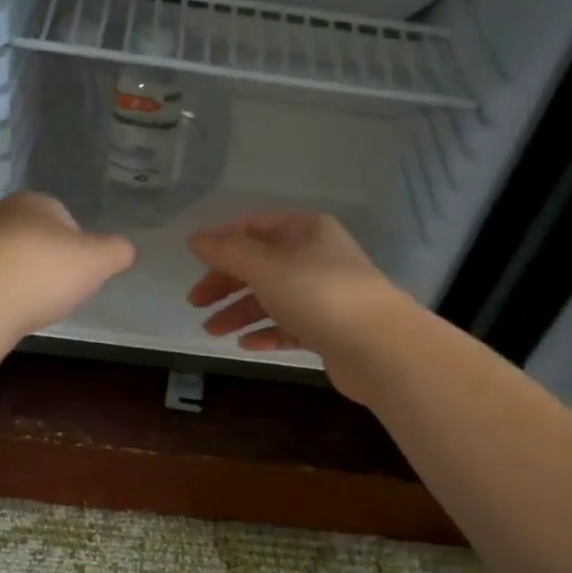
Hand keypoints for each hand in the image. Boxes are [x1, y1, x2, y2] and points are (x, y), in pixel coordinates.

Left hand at [0, 191, 135, 346]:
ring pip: (10, 258)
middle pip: (35, 237)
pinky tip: (11, 312)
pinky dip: (4, 294)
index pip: (64, 216)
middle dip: (49, 260)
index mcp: (33, 201)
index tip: (83, 271)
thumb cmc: (43, 272)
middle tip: (62, 289)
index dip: (78, 245)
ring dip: (24, 278)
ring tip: (36, 305)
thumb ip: (117, 251)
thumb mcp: (98, 260)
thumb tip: (126, 248)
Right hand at [186, 210, 409, 397]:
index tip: (195, 263)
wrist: (377, 345)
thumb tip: (195, 238)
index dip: (223, 242)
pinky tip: (246, 345)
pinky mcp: (329, 329)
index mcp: (306, 230)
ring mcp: (325, 294)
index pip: (255, 227)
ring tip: (212, 331)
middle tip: (195, 303)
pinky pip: (289, 326)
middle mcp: (316, 257)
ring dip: (240, 312)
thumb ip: (227, 252)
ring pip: (273, 298)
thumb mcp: (265, 266)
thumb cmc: (317, 293)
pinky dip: (266, 332)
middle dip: (226, 283)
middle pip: (261, 265)